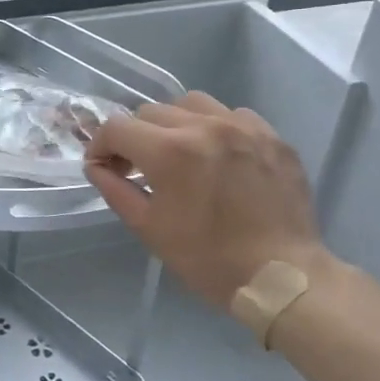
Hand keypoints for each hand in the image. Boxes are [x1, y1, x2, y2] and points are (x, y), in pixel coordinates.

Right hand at [85, 91, 329, 311]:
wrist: (283, 277)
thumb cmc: (208, 259)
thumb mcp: (149, 229)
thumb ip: (115, 190)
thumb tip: (97, 167)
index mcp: (171, 151)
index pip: (117, 127)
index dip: (100, 146)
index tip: (103, 167)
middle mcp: (205, 126)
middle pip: (151, 112)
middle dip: (135, 137)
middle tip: (138, 167)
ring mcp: (243, 127)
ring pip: (191, 103)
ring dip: (174, 123)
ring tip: (179, 152)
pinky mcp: (272, 136)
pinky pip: (232, 114)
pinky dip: (215, 127)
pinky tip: (218, 155)